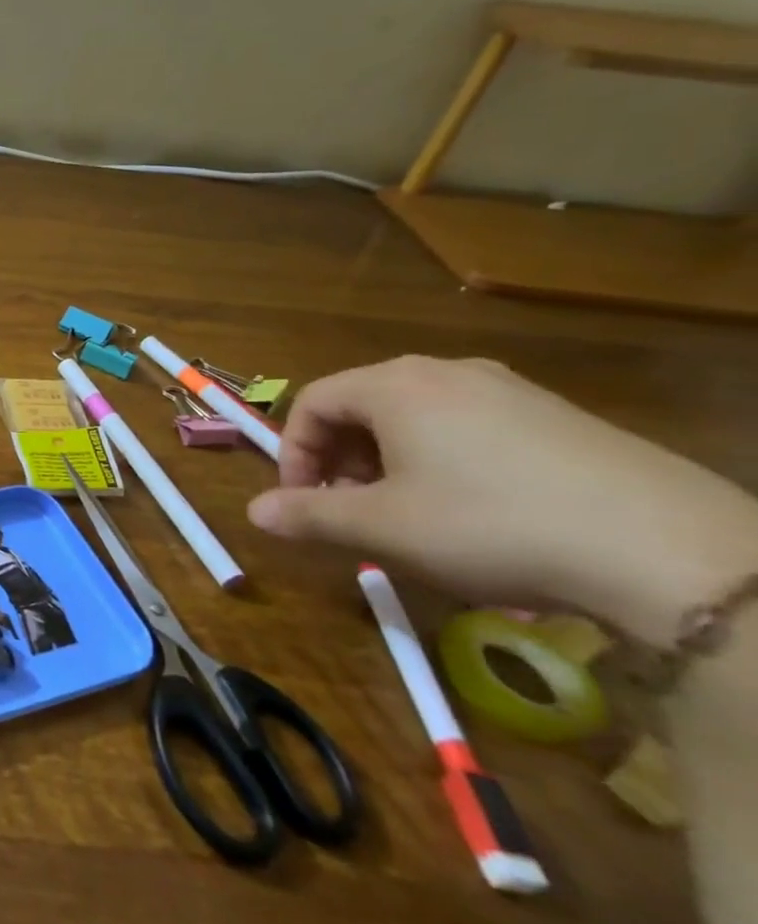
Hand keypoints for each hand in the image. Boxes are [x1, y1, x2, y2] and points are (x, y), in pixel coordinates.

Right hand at [245, 356, 757, 644]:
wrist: (671, 551)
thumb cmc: (491, 525)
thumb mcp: (382, 528)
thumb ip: (309, 516)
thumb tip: (254, 513)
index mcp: (395, 385)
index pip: (312, 403)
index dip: (294, 453)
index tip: (302, 501)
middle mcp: (447, 372)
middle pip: (362, 405)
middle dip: (341, 458)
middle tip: (350, 509)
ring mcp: (510, 390)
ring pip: (416, 416)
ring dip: (389, 461)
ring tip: (408, 513)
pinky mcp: (559, 417)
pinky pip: (470, 427)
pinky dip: (444, 460)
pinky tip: (474, 510)